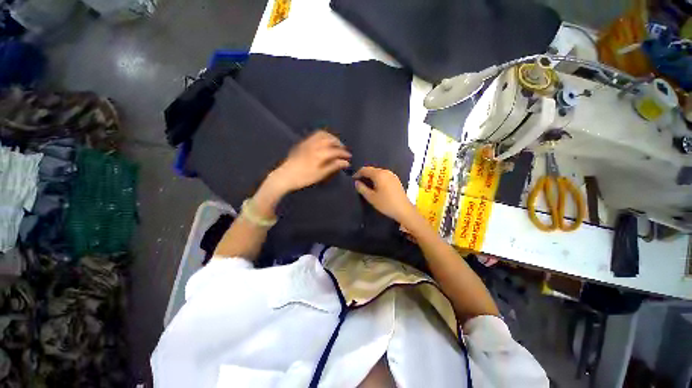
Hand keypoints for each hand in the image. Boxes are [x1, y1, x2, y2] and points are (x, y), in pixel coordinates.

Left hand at [267, 130, 351, 194]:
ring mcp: (308, 142)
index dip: (344, 153)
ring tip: (335, 144)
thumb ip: (333, 166)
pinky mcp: (303, 143)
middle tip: (343, 150)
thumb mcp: (320, 174)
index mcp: (320, 154)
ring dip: (331, 137)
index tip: (349, 157)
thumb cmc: (304, 177)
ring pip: (322, 134)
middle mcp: (315, 145)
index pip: (336, 151)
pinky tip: (324, 142)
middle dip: (339, 143)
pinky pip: (315, 135)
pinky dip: (323, 136)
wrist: (285, 176)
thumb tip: (346, 162)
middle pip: (330, 139)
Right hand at [354, 166, 419, 226]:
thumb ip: (362, 188)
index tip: (353, 180)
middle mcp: (386, 172)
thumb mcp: (371, 197)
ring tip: (366, 185)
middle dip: (364, 175)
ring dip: (371, 177)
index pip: (365, 169)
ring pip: (378, 172)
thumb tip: (356, 182)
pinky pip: (384, 175)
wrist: (404, 210)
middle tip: (358, 182)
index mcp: (379, 174)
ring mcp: (392, 175)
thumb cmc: (386, 204)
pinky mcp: (396, 180)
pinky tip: (376, 186)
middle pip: (372, 169)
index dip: (357, 173)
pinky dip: (378, 178)